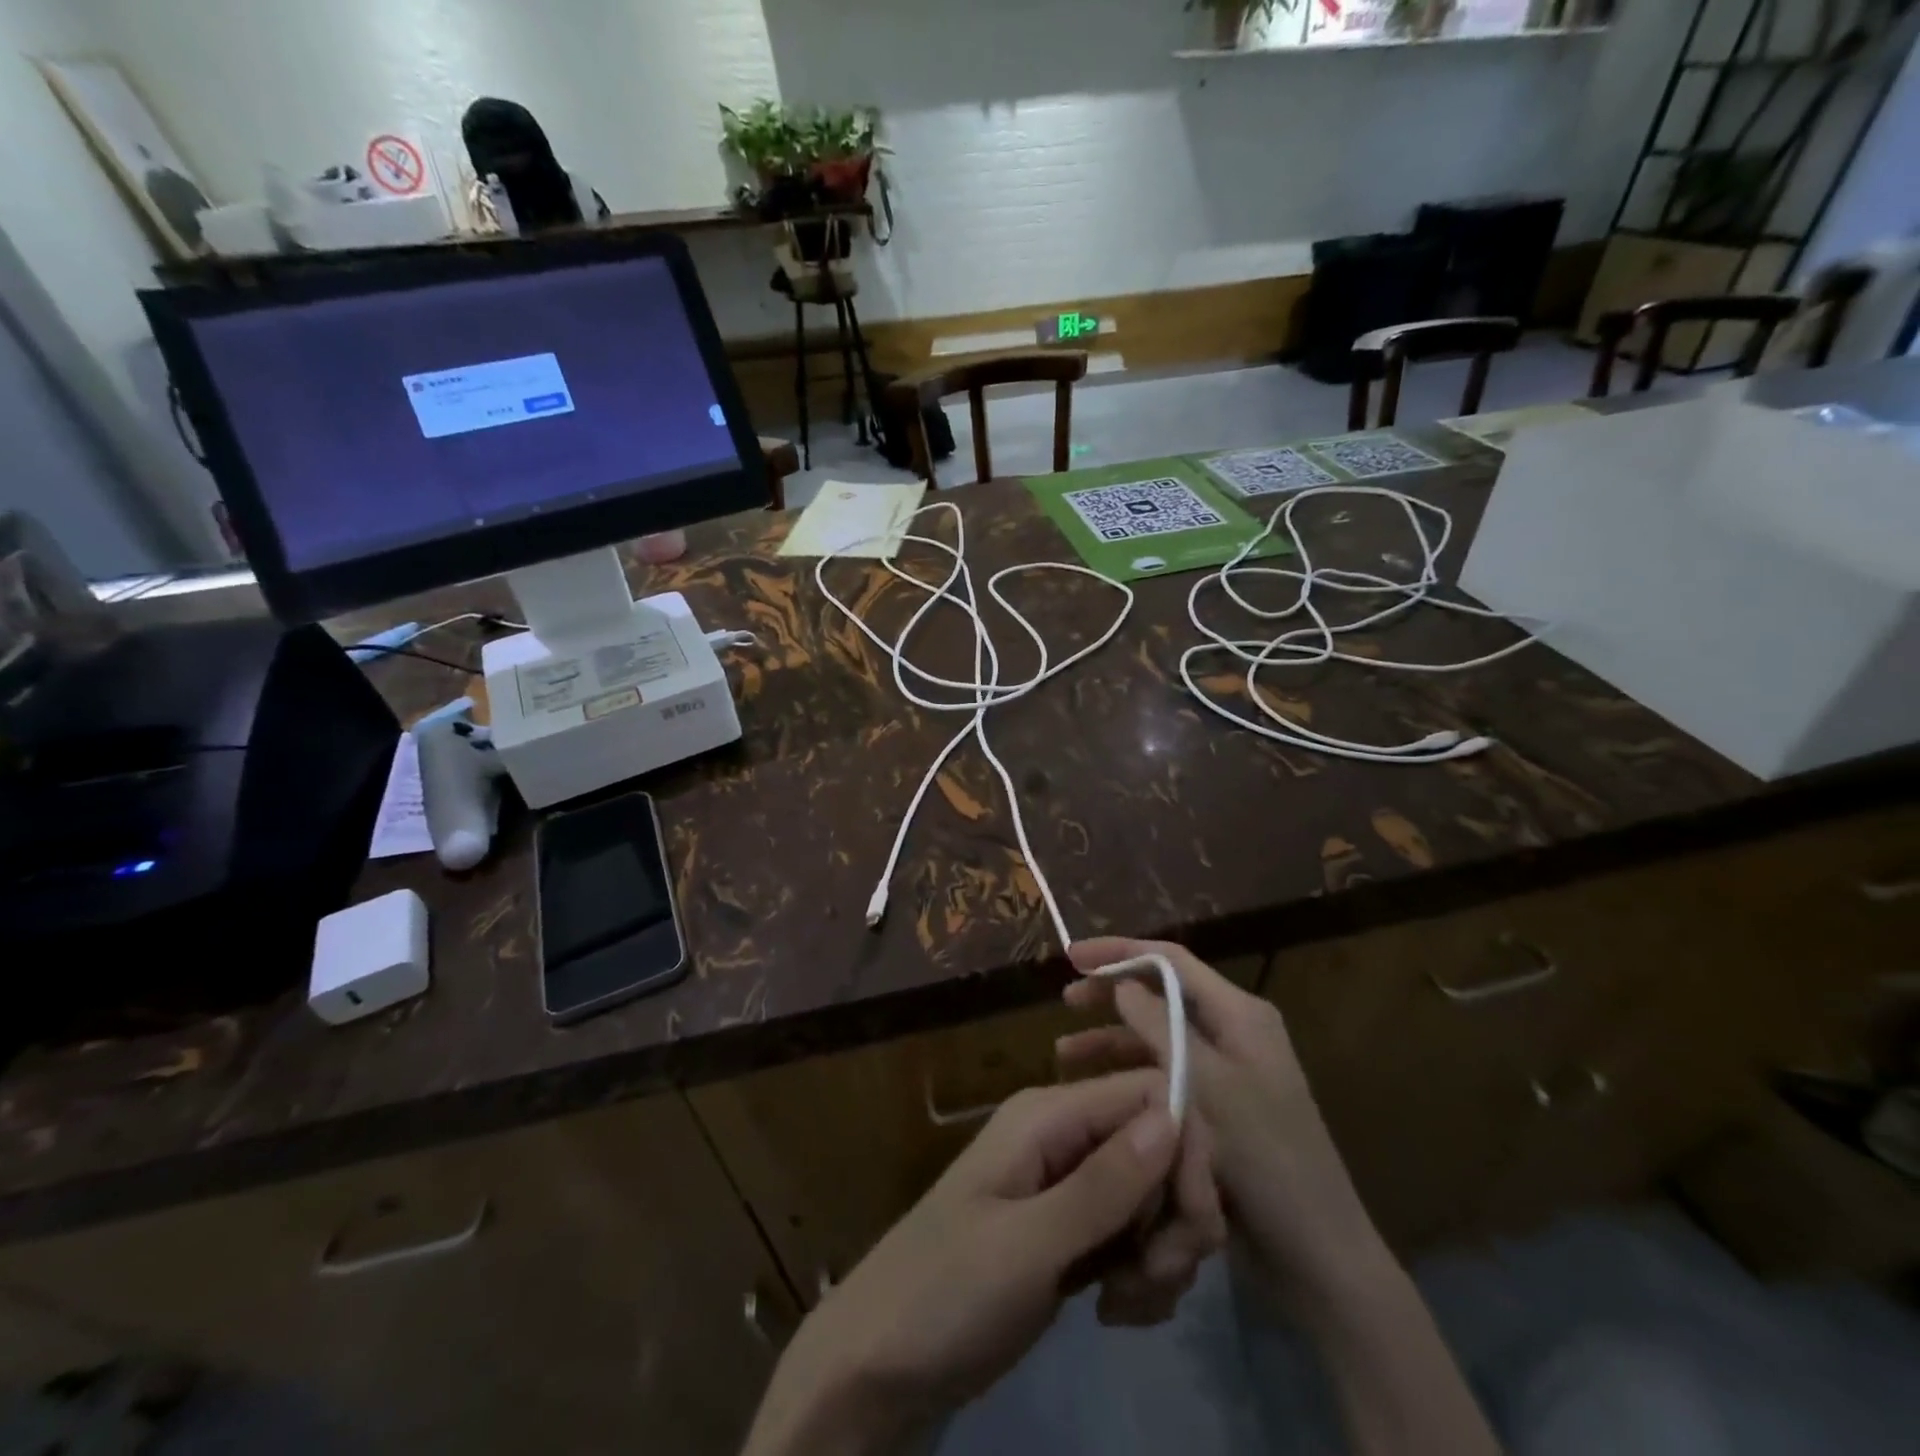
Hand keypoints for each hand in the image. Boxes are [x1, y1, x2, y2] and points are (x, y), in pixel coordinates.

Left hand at [742, 1070, 1224, 1454]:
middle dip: (1177, 1213)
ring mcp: (1068, 1186)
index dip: (1185, 1150)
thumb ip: (1103, 1184)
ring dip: (1162, 1254)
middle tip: (1158, 1277)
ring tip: (1127, 1304)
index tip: (1193, 1224)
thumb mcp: (1028, 1243)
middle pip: (1160, 1147)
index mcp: (1048, 1115)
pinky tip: (1116, 1313)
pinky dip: (1144, 1277)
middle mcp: (1064, 1137)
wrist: (881, 1363)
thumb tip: (1174, 1116)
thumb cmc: (945, 1292)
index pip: (1151, 1094)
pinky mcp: (1073, 1234)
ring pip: (1154, 1197)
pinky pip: (1135, 1237)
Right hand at [1059, 939, 1384, 1299]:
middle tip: (1066, 999)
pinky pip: (1163, 1074)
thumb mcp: (1207, 1085)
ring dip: (1112, 1039)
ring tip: (1063, 1054)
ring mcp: (1226, 1071)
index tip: (1072, 956)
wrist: (1317, 1255)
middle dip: (1112, 993)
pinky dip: (1129, 1075)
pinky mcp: (1217, 1108)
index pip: (1171, 960)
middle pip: (1161, 993)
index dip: (1119, 951)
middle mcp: (1233, 1032)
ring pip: (1157, 1037)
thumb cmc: (1265, 1158)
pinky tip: (1095, 1091)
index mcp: (1240, 1014)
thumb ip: (1161, 1026)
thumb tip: (1123, 984)